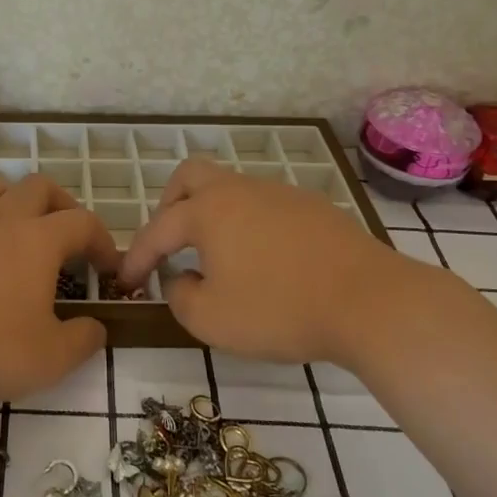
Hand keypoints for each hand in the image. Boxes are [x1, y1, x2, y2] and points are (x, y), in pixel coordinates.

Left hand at [0, 173, 120, 408]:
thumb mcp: (52, 359)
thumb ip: (84, 339)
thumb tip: (95, 327)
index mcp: (37, 239)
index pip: (82, 222)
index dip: (102, 240)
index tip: (106, 267)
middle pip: (39, 186)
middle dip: (62, 205)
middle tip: (67, 237)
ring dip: (16, 201)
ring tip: (20, 232)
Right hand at [119, 157, 461, 365]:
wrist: (370, 303)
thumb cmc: (280, 310)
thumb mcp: (211, 320)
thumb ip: (180, 298)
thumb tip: (182, 279)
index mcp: (209, 211)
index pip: (158, 229)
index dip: (137, 257)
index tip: (126, 282)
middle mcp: (241, 191)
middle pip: (191, 176)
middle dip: (170, 205)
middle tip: (170, 242)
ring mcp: (280, 194)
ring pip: (232, 189)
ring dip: (213, 215)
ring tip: (218, 257)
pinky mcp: (313, 209)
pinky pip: (265, 206)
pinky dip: (248, 225)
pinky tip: (264, 261)